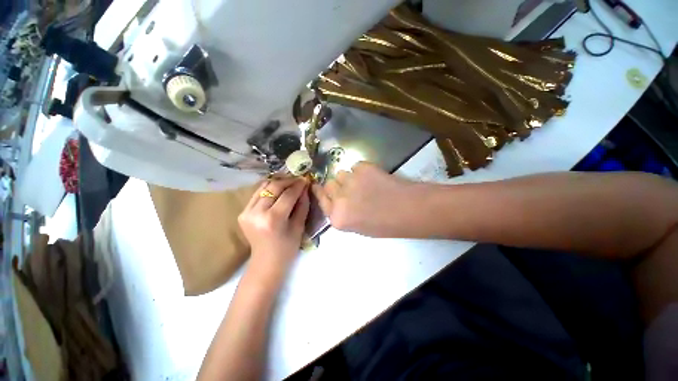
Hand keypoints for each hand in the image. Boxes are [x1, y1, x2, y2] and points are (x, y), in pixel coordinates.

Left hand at [239, 177, 309, 276]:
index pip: (287, 195)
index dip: (298, 185)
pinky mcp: (243, 212)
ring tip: (290, 182)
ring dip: (278, 182)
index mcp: (272, 219)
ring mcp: (246, 212)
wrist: (266, 262)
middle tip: (299, 179)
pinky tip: (278, 189)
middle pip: (273, 187)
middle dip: (288, 180)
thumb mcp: (299, 226)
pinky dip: (269, 189)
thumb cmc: (287, 248)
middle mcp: (256, 213)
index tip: (306, 179)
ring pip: (263, 187)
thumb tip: (305, 188)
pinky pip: (257, 193)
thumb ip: (302, 205)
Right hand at [312, 162, 417, 236]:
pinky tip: (373, 178)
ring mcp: (350, 181)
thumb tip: (335, 199)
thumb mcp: (357, 227)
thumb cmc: (385, 225)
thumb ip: (341, 213)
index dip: (320, 192)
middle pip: (328, 184)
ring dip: (348, 178)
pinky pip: (355, 166)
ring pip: (341, 173)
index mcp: (337, 217)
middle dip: (336, 186)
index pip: (321, 199)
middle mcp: (339, 198)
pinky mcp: (363, 167)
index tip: (317, 186)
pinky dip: (362, 171)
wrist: (409, 209)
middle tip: (349, 189)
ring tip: (363, 183)